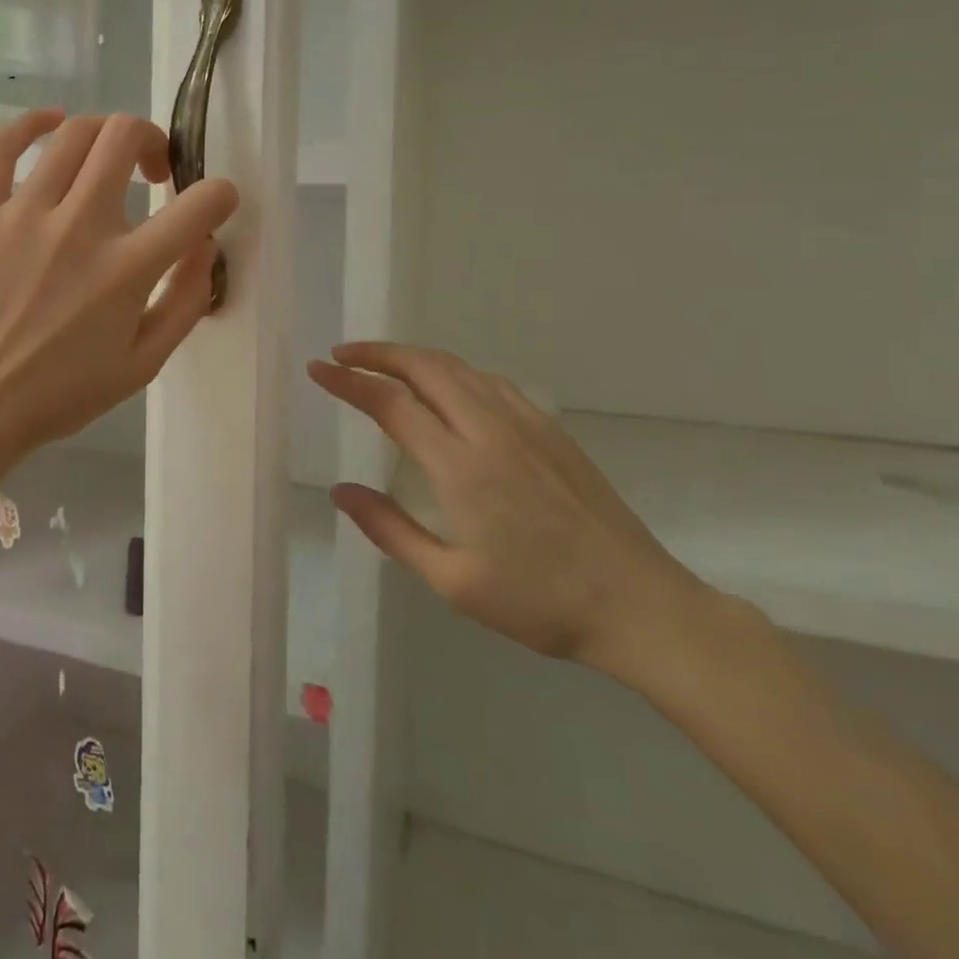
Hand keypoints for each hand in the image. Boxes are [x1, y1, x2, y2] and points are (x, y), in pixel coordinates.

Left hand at [0, 109, 239, 476]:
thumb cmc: (64, 391)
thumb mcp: (144, 364)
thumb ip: (185, 300)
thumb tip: (203, 243)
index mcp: (126, 270)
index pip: (198, 204)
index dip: (221, 195)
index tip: (214, 202)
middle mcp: (78, 228)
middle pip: (126, 137)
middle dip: (153, 141)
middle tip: (150, 172)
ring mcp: (22, 214)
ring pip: (73, 133)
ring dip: (104, 136)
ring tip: (104, 161)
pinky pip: (2, 146)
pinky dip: (31, 124)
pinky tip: (51, 124)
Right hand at [308, 342, 710, 680]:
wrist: (639, 605)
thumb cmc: (539, 602)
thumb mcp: (452, 581)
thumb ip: (390, 530)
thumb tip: (341, 492)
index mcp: (461, 466)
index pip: (391, 404)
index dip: (349, 382)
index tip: (318, 369)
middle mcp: (490, 431)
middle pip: (425, 367)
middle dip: (377, 353)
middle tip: (342, 356)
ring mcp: (526, 425)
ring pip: (459, 368)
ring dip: (414, 357)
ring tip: (382, 364)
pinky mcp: (551, 430)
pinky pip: (490, 382)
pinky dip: (453, 371)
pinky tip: (446, 387)